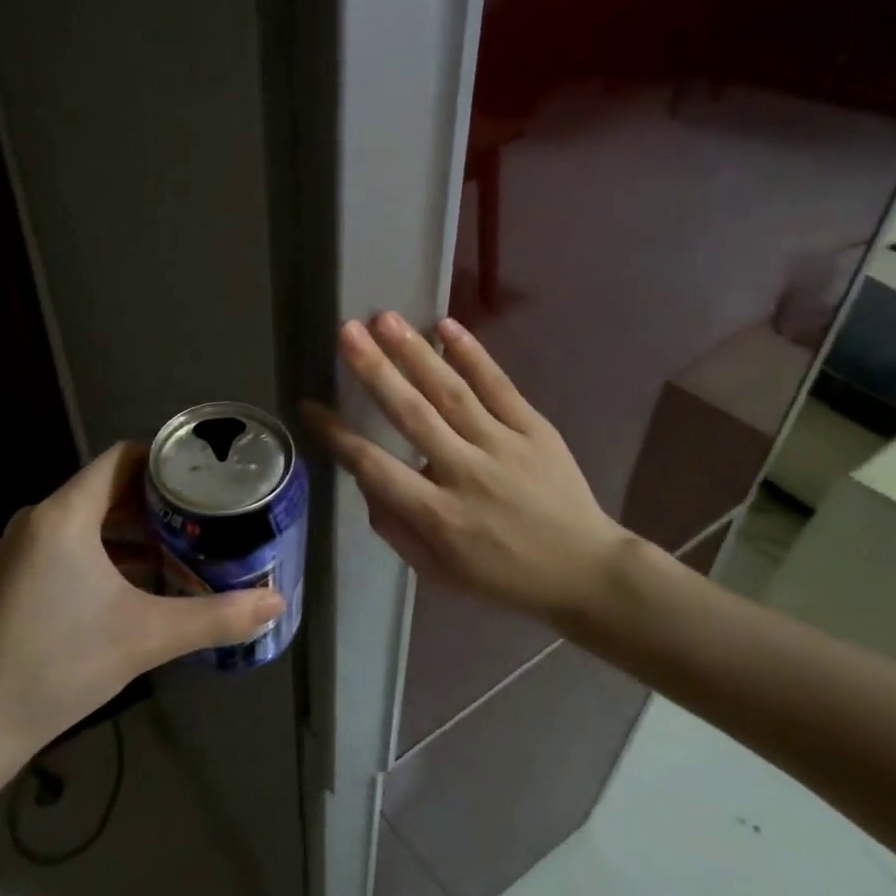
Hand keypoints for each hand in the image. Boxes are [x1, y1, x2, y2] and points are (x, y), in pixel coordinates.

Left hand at [0, 443, 283, 767]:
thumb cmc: (61, 664)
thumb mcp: (148, 636)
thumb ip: (217, 617)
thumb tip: (276, 604)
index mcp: (65, 515)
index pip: (121, 459)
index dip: (165, 460)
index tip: (206, 475)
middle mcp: (40, 519)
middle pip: (109, 488)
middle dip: (159, 499)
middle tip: (208, 513)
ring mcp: (24, 548)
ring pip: (91, 519)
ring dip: (136, 529)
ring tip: (185, 544)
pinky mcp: (19, 576)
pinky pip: (73, 544)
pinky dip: (109, 551)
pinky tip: (143, 580)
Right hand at [305, 313, 629, 619]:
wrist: (585, 570)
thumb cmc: (502, 576)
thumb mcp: (438, 572)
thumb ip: (396, 528)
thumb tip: (366, 482)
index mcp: (439, 516)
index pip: (376, 468)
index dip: (339, 436)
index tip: (310, 406)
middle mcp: (466, 474)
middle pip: (413, 415)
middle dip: (375, 371)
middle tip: (346, 332)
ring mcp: (504, 447)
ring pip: (452, 392)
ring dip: (415, 353)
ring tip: (385, 319)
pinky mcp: (535, 430)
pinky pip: (500, 387)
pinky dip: (473, 355)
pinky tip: (447, 327)